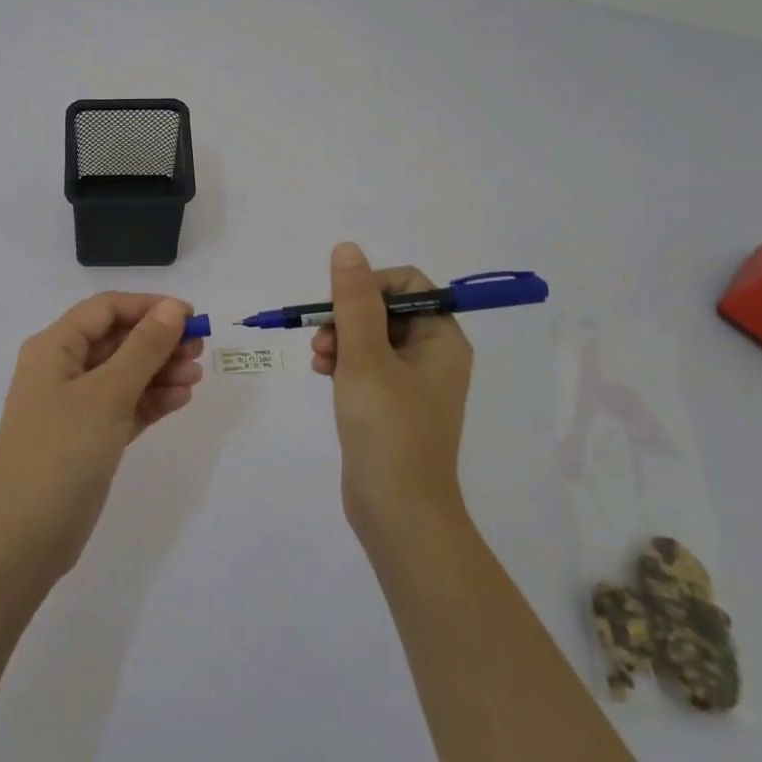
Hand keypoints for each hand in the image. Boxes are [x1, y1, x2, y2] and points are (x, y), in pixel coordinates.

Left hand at [0, 294, 204, 582]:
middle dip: (159, 341)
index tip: (191, 315)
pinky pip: (126, 406)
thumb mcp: (107, 394)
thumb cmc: (61, 452)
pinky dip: (152, 401)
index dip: (148, 306)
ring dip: (160, 371)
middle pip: (117, 340)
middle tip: (199, 350)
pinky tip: (181, 400)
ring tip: (195, 379)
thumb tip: (174, 307)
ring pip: (125, 374)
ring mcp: (75, 407)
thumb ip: (144, 348)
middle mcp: (63, 370)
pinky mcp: (89, 438)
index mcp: (54, 348)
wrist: (22, 540)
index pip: (106, 309)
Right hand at [311, 243, 474, 545]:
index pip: (408, 284)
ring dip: (340, 339)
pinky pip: (366, 365)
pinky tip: (322, 374)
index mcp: (442, 339)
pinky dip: (343, 363)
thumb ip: (353, 300)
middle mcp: (433, 355)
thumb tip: (347, 249)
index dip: (369, 285)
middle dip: (347, 316)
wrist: (397, 512)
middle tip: (322, 339)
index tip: (339, 306)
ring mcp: (413, 382)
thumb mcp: (365, 356)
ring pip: (370, 337)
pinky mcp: (392, 404)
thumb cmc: (387, 428)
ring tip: (319, 360)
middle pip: (385, 309)